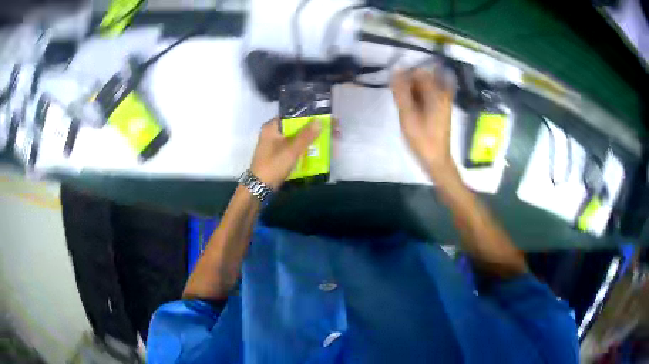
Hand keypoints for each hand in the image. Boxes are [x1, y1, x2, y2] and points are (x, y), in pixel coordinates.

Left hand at [250, 117, 321, 188]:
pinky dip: (302, 147)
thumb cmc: (274, 165)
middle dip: (311, 129)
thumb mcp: (291, 150)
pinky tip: (315, 150)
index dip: (308, 115)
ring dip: (308, 139)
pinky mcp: (277, 154)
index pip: (291, 115)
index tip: (322, 117)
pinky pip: (292, 147)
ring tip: (325, 139)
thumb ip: (306, 135)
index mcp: (271, 127)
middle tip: (327, 129)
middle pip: (294, 126)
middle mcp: (272, 132)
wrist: (260, 187)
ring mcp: (274, 144)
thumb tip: (319, 121)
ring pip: (295, 137)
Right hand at [391, 68, 458, 184]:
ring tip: (408, 109)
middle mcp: (443, 93)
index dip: (405, 77)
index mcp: (436, 93)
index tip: (398, 91)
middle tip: (403, 103)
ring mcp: (444, 101)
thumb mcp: (407, 115)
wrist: (436, 159)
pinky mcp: (442, 108)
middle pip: (423, 78)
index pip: (419, 72)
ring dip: (413, 93)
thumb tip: (396, 70)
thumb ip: (401, 91)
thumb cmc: (421, 138)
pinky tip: (414, 110)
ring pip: (425, 87)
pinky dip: (419, 99)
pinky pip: (428, 95)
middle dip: (409, 86)